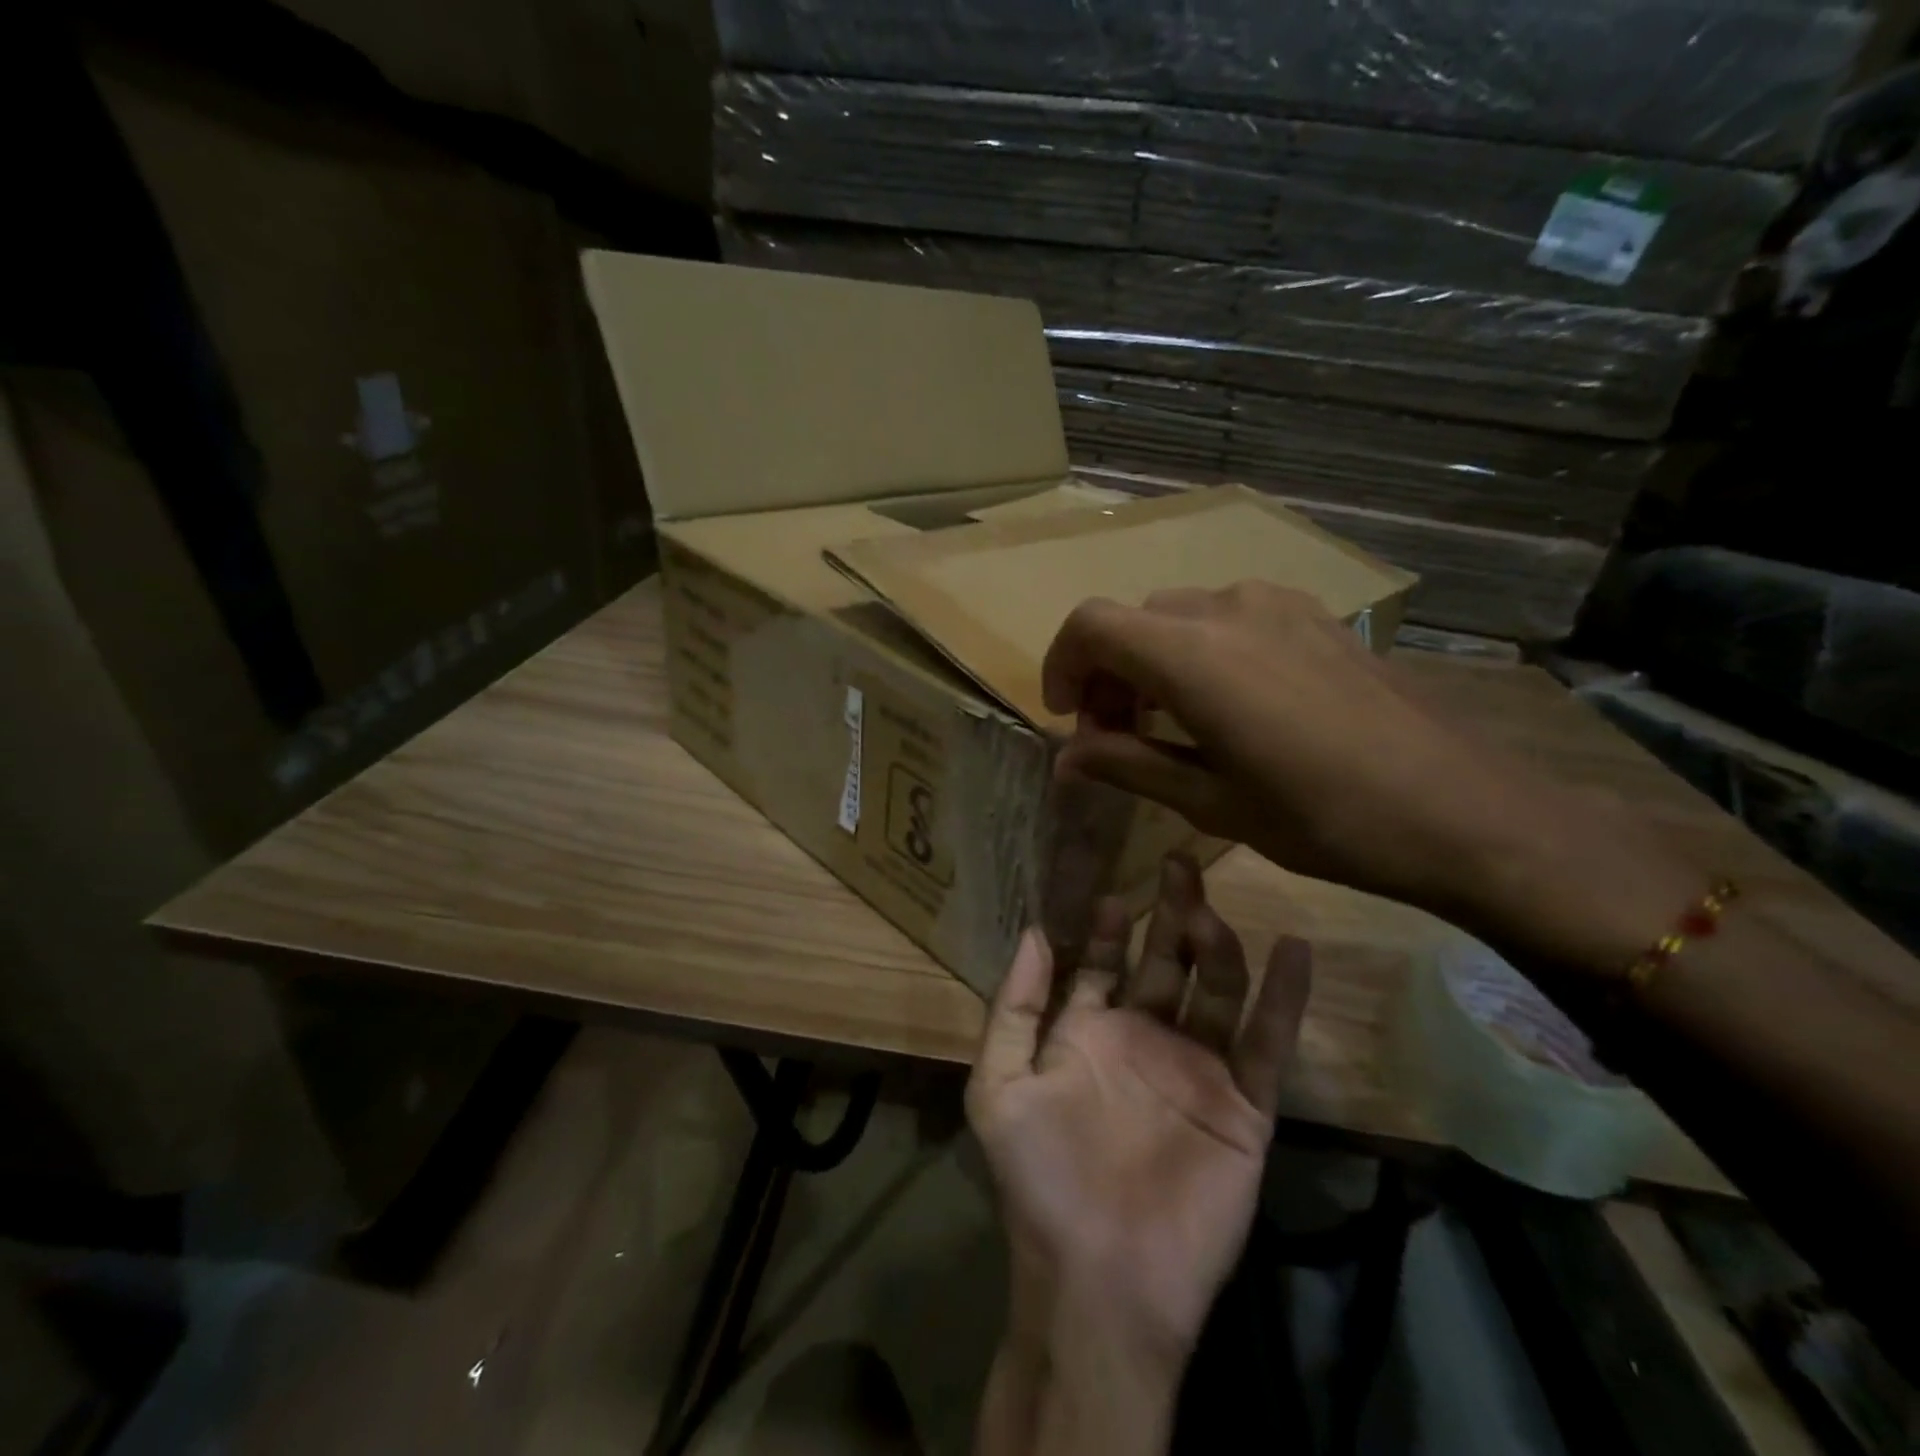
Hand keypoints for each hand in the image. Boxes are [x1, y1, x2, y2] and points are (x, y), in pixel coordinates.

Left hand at [966, 854, 1311, 1366]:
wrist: (1102, 1279)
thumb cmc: (1042, 1178)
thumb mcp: (1001, 1085)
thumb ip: (1015, 1008)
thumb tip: (1031, 930)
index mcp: (1088, 1034)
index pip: (1102, 964)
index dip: (1105, 927)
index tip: (1113, 889)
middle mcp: (1145, 1041)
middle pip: (1165, 963)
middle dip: (1169, 915)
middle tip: (1178, 864)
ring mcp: (1197, 1070)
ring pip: (1215, 990)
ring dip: (1217, 946)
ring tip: (1210, 910)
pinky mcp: (1244, 1106)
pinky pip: (1267, 1042)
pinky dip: (1284, 998)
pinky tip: (1295, 950)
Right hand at [1041, 582, 1591, 934]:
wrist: (1459, 810)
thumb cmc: (1322, 817)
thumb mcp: (1210, 801)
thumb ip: (1128, 764)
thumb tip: (1065, 756)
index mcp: (1192, 655)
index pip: (1090, 626)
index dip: (1062, 666)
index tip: (1068, 719)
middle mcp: (1227, 610)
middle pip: (1133, 621)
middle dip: (1108, 674)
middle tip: (1118, 737)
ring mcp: (1278, 605)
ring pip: (1180, 616)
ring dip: (1154, 662)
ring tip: (1172, 724)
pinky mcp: (1315, 616)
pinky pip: (1230, 617)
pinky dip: (1201, 652)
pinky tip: (1230, 705)